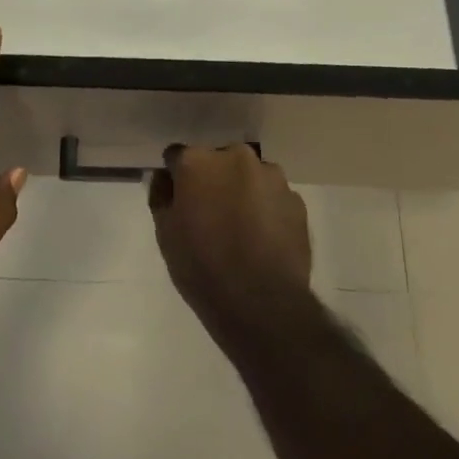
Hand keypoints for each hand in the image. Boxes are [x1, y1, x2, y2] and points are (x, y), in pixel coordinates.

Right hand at [149, 143, 311, 338]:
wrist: (261, 302)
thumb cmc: (202, 266)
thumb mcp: (165, 234)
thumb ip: (162, 196)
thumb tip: (165, 179)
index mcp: (198, 161)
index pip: (178, 156)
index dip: (177, 177)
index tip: (179, 198)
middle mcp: (236, 157)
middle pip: (219, 161)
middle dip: (214, 180)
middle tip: (211, 214)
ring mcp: (271, 176)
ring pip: (250, 176)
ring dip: (243, 192)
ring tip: (242, 230)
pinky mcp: (296, 199)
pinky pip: (273, 197)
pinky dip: (267, 210)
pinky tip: (264, 240)